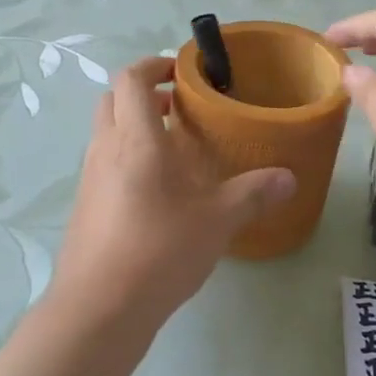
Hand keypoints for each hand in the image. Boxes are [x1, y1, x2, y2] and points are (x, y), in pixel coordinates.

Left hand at [47, 57, 294, 325]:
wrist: (97, 310)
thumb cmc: (158, 250)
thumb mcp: (217, 220)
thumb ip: (254, 193)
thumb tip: (290, 178)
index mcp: (135, 140)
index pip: (131, 79)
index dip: (154, 65)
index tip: (183, 73)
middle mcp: (105, 150)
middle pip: (113, 100)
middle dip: (144, 95)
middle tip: (180, 109)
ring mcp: (89, 180)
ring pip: (106, 133)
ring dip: (135, 128)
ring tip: (176, 151)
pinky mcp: (85, 208)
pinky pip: (105, 164)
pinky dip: (128, 159)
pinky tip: (159, 193)